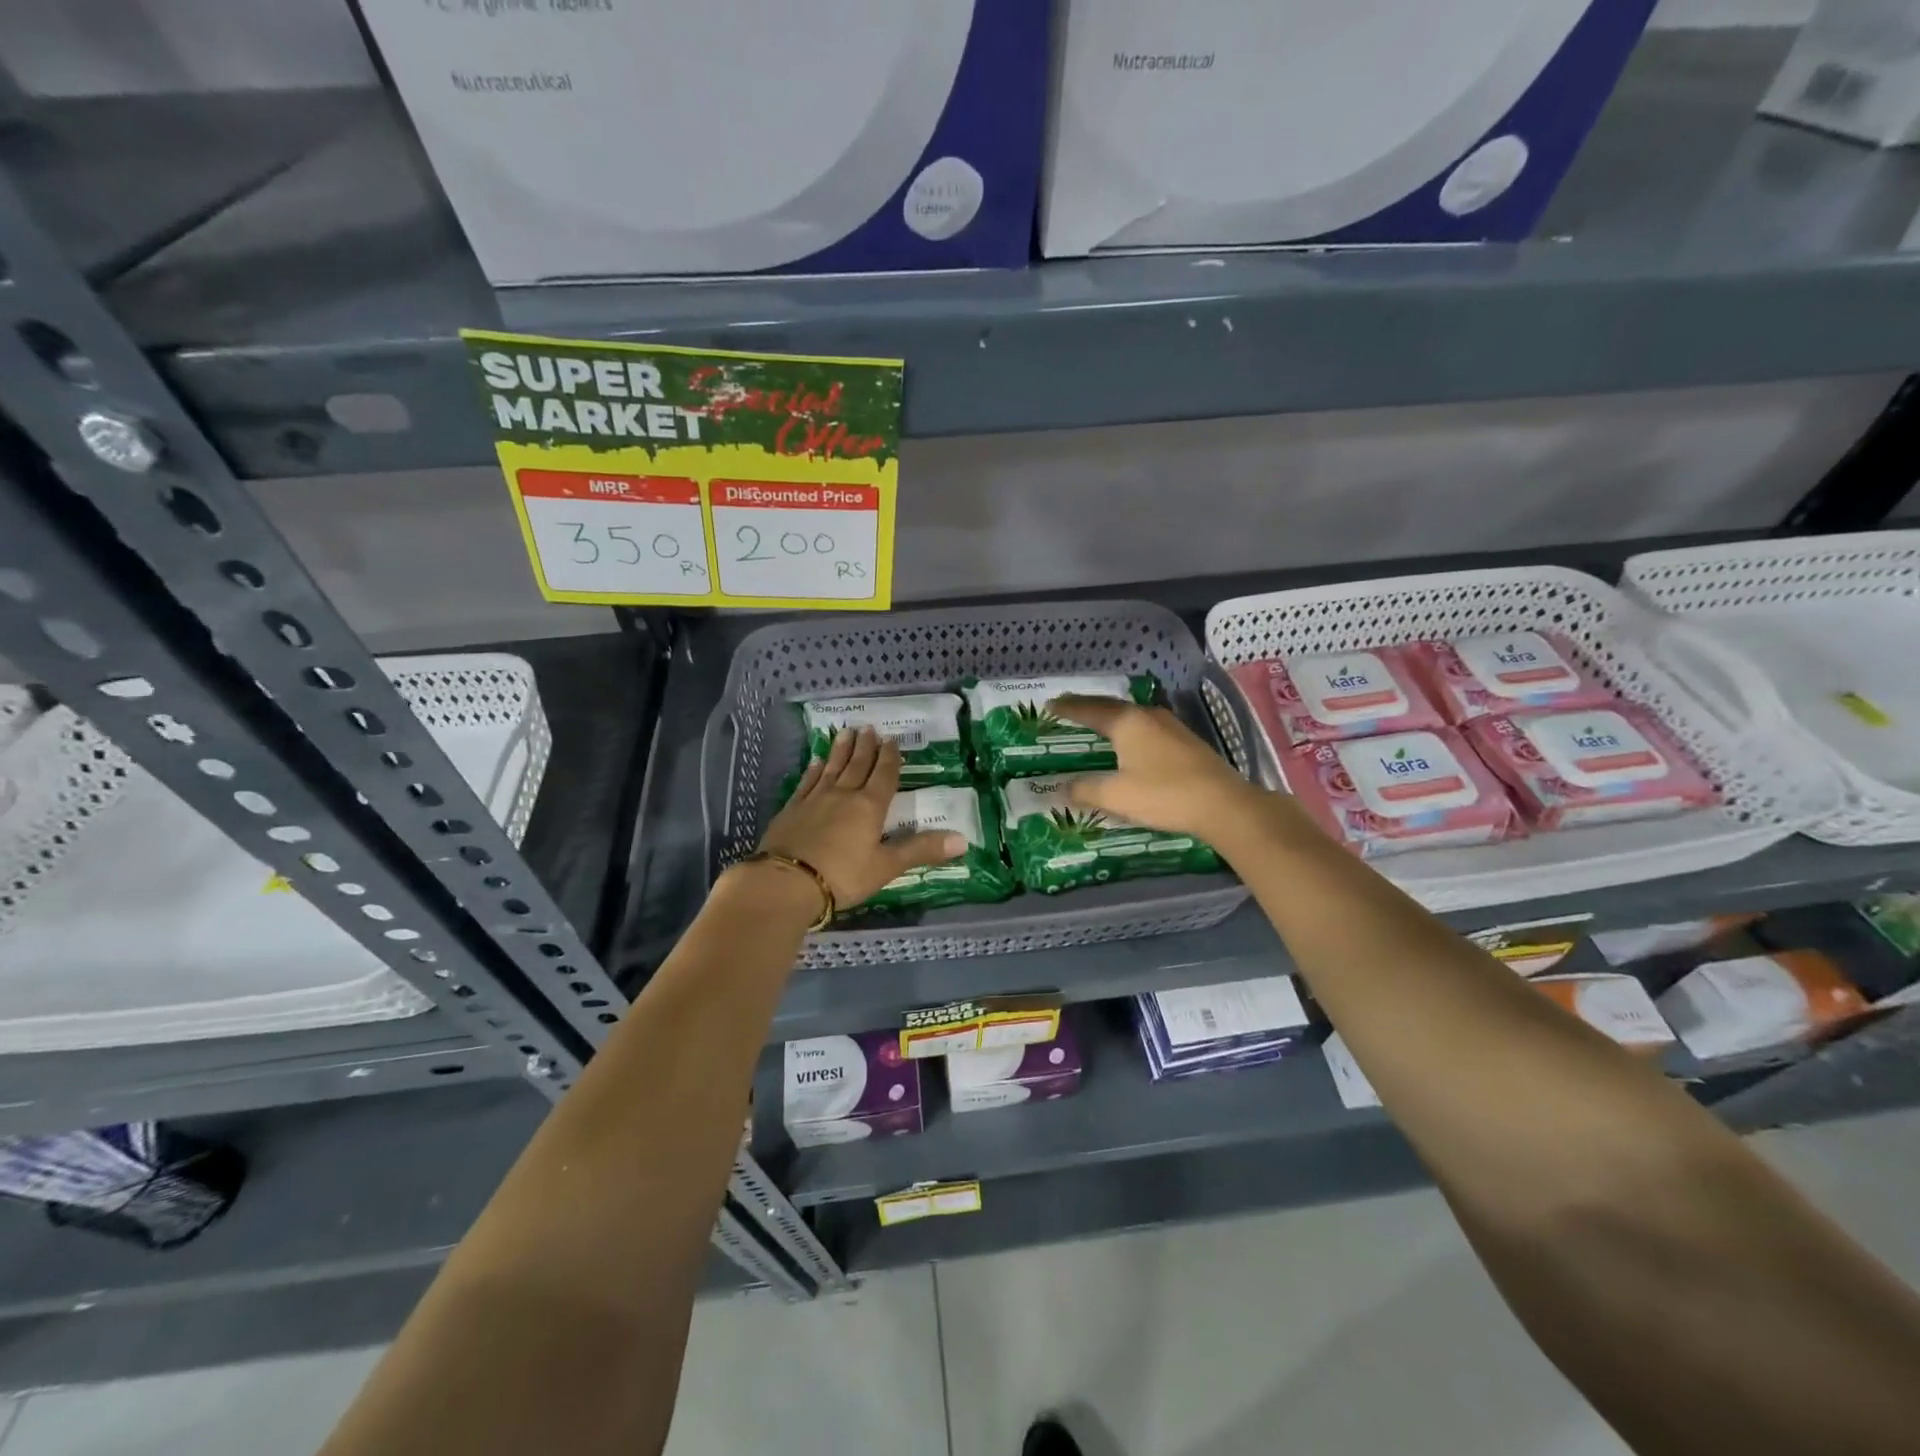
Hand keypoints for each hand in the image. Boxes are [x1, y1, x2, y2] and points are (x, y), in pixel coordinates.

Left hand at [755, 727, 964, 908]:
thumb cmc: (843, 876)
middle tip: (869, 727)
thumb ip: (921, 850)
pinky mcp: (792, 808)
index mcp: (870, 807)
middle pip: (857, 765)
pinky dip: (814, 769)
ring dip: (841, 750)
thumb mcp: (887, 866)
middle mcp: (843, 795)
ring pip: (832, 768)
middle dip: (866, 747)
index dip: (890, 758)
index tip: (892, 740)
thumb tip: (964, 839)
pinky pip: (807, 781)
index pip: (884, 776)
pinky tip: (816, 761)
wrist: (787, 882)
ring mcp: (815, 799)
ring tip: (845, 732)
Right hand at [1049, 695, 1260, 839]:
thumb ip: (1086, 790)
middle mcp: (1148, 716)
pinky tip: (1130, 742)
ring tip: (1096, 724)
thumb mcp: (1116, 795)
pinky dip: (1129, 730)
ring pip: (1132, 716)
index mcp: (1127, 722)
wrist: (1223, 804)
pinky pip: (1146, 727)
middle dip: (1088, 708)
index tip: (1050, 705)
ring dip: (1111, 718)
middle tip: (1069, 710)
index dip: (1068, 708)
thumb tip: (1062, 788)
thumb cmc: (1164, 794)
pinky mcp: (1185, 741)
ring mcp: (1170, 726)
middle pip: (1111, 707)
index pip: (1090, 709)